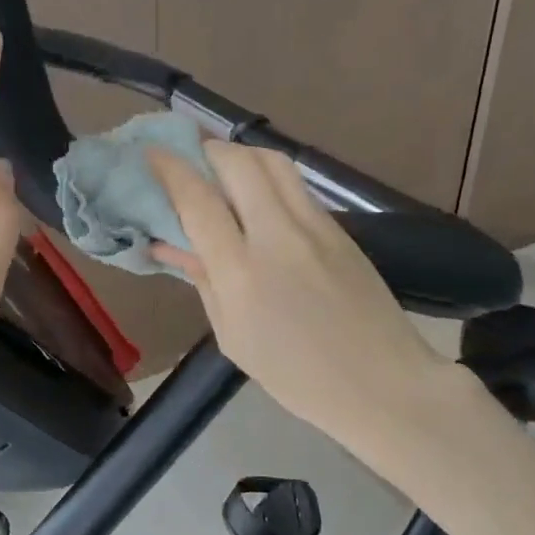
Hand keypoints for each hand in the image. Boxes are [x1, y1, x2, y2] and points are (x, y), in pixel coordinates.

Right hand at [149, 144, 448, 443]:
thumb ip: (203, 281)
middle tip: (188, 160)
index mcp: (242, 273)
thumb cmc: (296, 376)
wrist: (383, 384)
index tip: (151, 153)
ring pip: (273, 162)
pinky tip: (258, 198)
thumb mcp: (234, 337)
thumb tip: (171, 243)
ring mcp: (316, 226)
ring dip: (240, 155)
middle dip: (206, 150)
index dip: (170, 169)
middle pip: (238, 162)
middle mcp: (278, 236)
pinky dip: (268, 177)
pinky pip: (297, 185)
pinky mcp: (341, 228)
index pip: (198, 200)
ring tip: (223, 170)